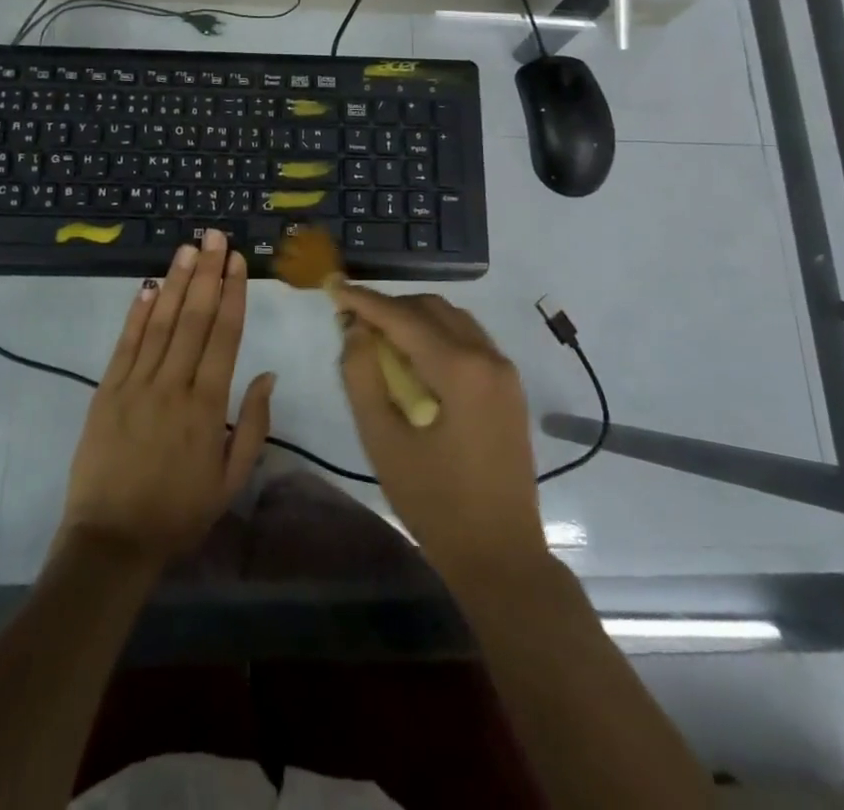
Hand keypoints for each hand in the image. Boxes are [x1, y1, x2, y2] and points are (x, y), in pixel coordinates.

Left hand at [58, 230, 275, 566]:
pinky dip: (138, 313)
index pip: (223, 336)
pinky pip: (125, 344)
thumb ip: (253, 425)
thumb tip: (268, 374)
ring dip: (176, 282)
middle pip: (193, 318)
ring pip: (160, 323)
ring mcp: (135, 385)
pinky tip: (149, 286)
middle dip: (206, 273)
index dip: (232, 294)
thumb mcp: (230, 480)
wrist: (111, 542)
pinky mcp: (106, 391)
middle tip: (215, 236)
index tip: (237, 261)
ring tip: (188, 248)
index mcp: (206, 405)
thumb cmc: (179, 513)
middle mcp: (172, 385)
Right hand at [333, 286, 545, 578]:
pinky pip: (469, 340)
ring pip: (453, 319)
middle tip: (352, 320)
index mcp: (460, 368)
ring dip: (414, 318)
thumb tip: (355, 328)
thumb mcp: (383, 440)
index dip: (364, 300)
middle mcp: (488, 356)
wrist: (501, 556)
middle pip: (431, 308)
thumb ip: (362, 376)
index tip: (333, 287)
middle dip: (389, 307)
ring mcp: (505, 371)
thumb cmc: (434, 502)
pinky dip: (437, 335)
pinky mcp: (510, 387)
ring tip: (379, 338)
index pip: (402, 317)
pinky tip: (415, 359)